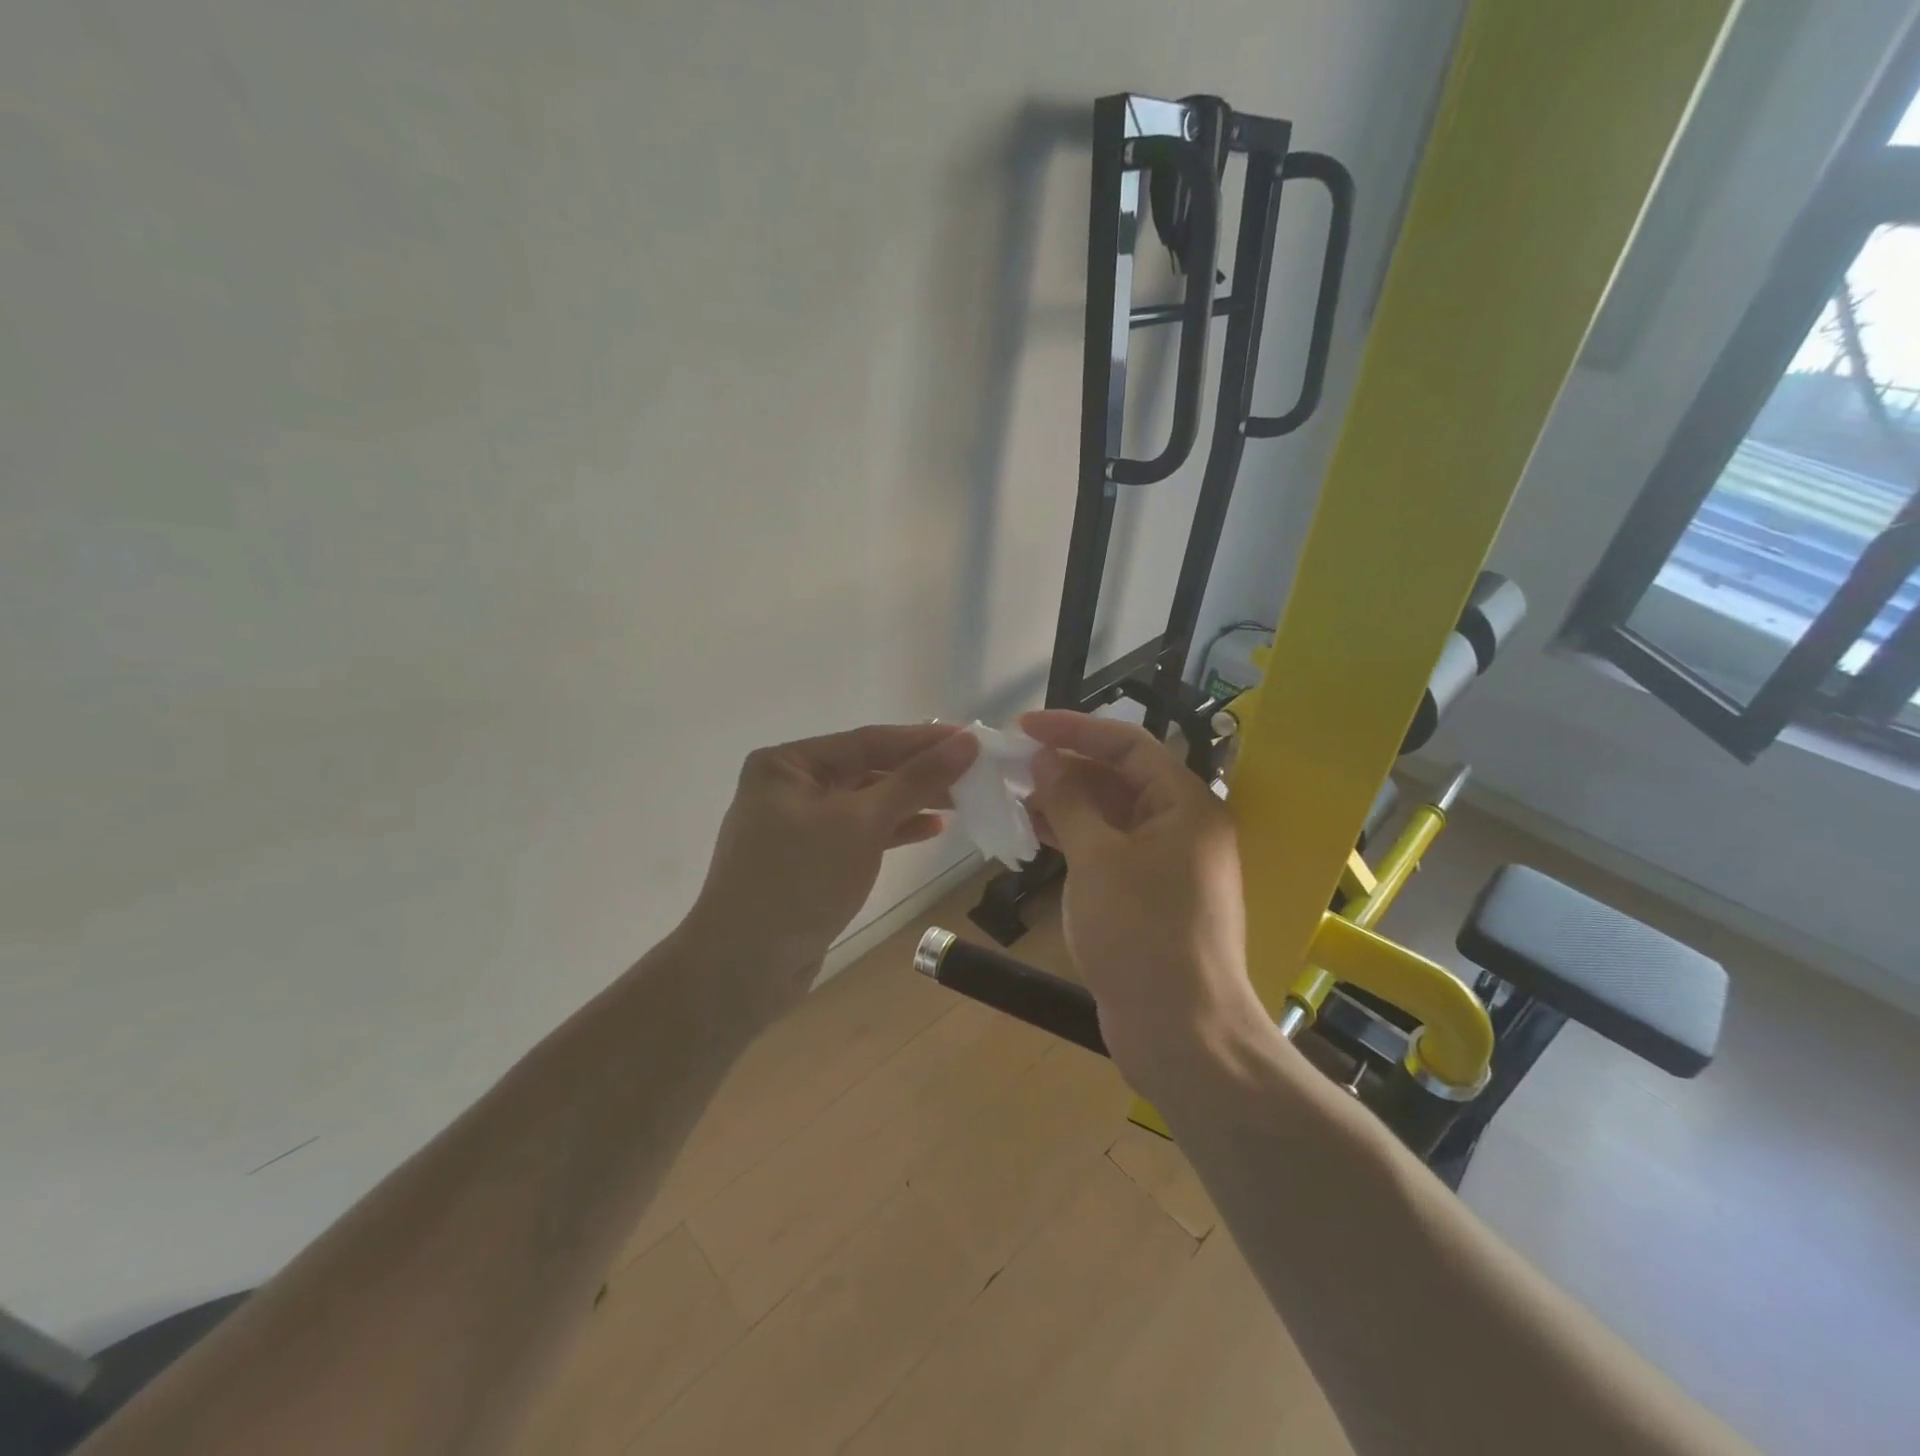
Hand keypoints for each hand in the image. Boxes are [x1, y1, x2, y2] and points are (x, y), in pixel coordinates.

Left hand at [681, 723, 977, 1019]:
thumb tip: (966, 742)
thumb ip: (915, 781)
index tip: (973, 738)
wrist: (744, 968)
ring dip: (912, 801)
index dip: (923, 740)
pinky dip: (894, 830)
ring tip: (962, 800)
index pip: (868, 741)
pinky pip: (860, 832)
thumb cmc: (799, 881)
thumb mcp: (861, 824)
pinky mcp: (811, 859)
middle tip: (974, 773)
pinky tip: (932, 828)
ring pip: (867, 802)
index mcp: (788, 763)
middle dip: (920, 772)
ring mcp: (799, 824)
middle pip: (868, 768)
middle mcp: (790, 786)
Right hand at [1019, 711, 1269, 1092]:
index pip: (1129, 745)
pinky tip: (1036, 836)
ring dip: (1067, 804)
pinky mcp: (1151, 896)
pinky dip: (1076, 840)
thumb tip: (1046, 759)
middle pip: (1121, 778)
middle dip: (1067, 768)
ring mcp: (1168, 864)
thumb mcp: (1098, 859)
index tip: (1024, 728)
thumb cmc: (1142, 932)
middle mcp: (1183, 826)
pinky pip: (1110, 850)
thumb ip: (1070, 801)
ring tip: (1015, 798)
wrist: (1182, 1031)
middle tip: (1013, 767)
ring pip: (1112, 816)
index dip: (1075, 729)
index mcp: (1187, 804)